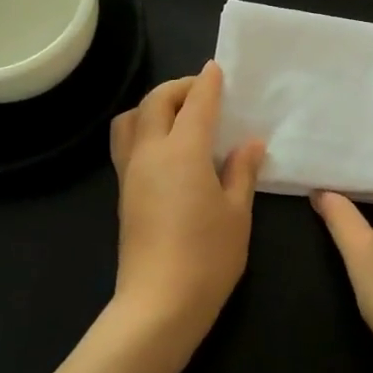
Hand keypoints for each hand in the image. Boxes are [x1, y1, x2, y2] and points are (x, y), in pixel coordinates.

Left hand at [108, 63, 264, 344]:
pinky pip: (126, 142)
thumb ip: (242, 171)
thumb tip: (250, 143)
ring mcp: (130, 172)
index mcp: (183, 151)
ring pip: (131, 118)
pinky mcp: (123, 191)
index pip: (196, 104)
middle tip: (203, 92)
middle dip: (179, 88)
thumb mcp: (237, 213)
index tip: (217, 69)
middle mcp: (150, 152)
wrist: (159, 303)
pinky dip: (143, 127)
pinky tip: (167, 146)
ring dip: (153, 105)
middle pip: (156, 101)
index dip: (208, 83)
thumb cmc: (208, 257)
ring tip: (179, 116)